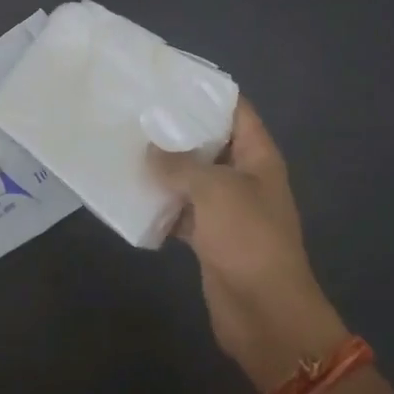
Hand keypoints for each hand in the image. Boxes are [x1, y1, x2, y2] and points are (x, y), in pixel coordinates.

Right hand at [150, 100, 348, 390]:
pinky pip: (182, 210)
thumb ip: (179, 165)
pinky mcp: (210, 237)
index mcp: (257, 156)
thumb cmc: (248, 239)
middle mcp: (244, 176)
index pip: (235, 109)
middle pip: (210, 141)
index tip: (168, 79)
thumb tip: (149, 150)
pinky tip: (131, 192)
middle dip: (177, 129)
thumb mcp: (214, 190)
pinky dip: (162, 204)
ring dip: (165, 167)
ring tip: (127, 144)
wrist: (266, 315)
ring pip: (193, 177)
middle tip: (137, 110)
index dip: (206, 92)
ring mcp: (228, 208)